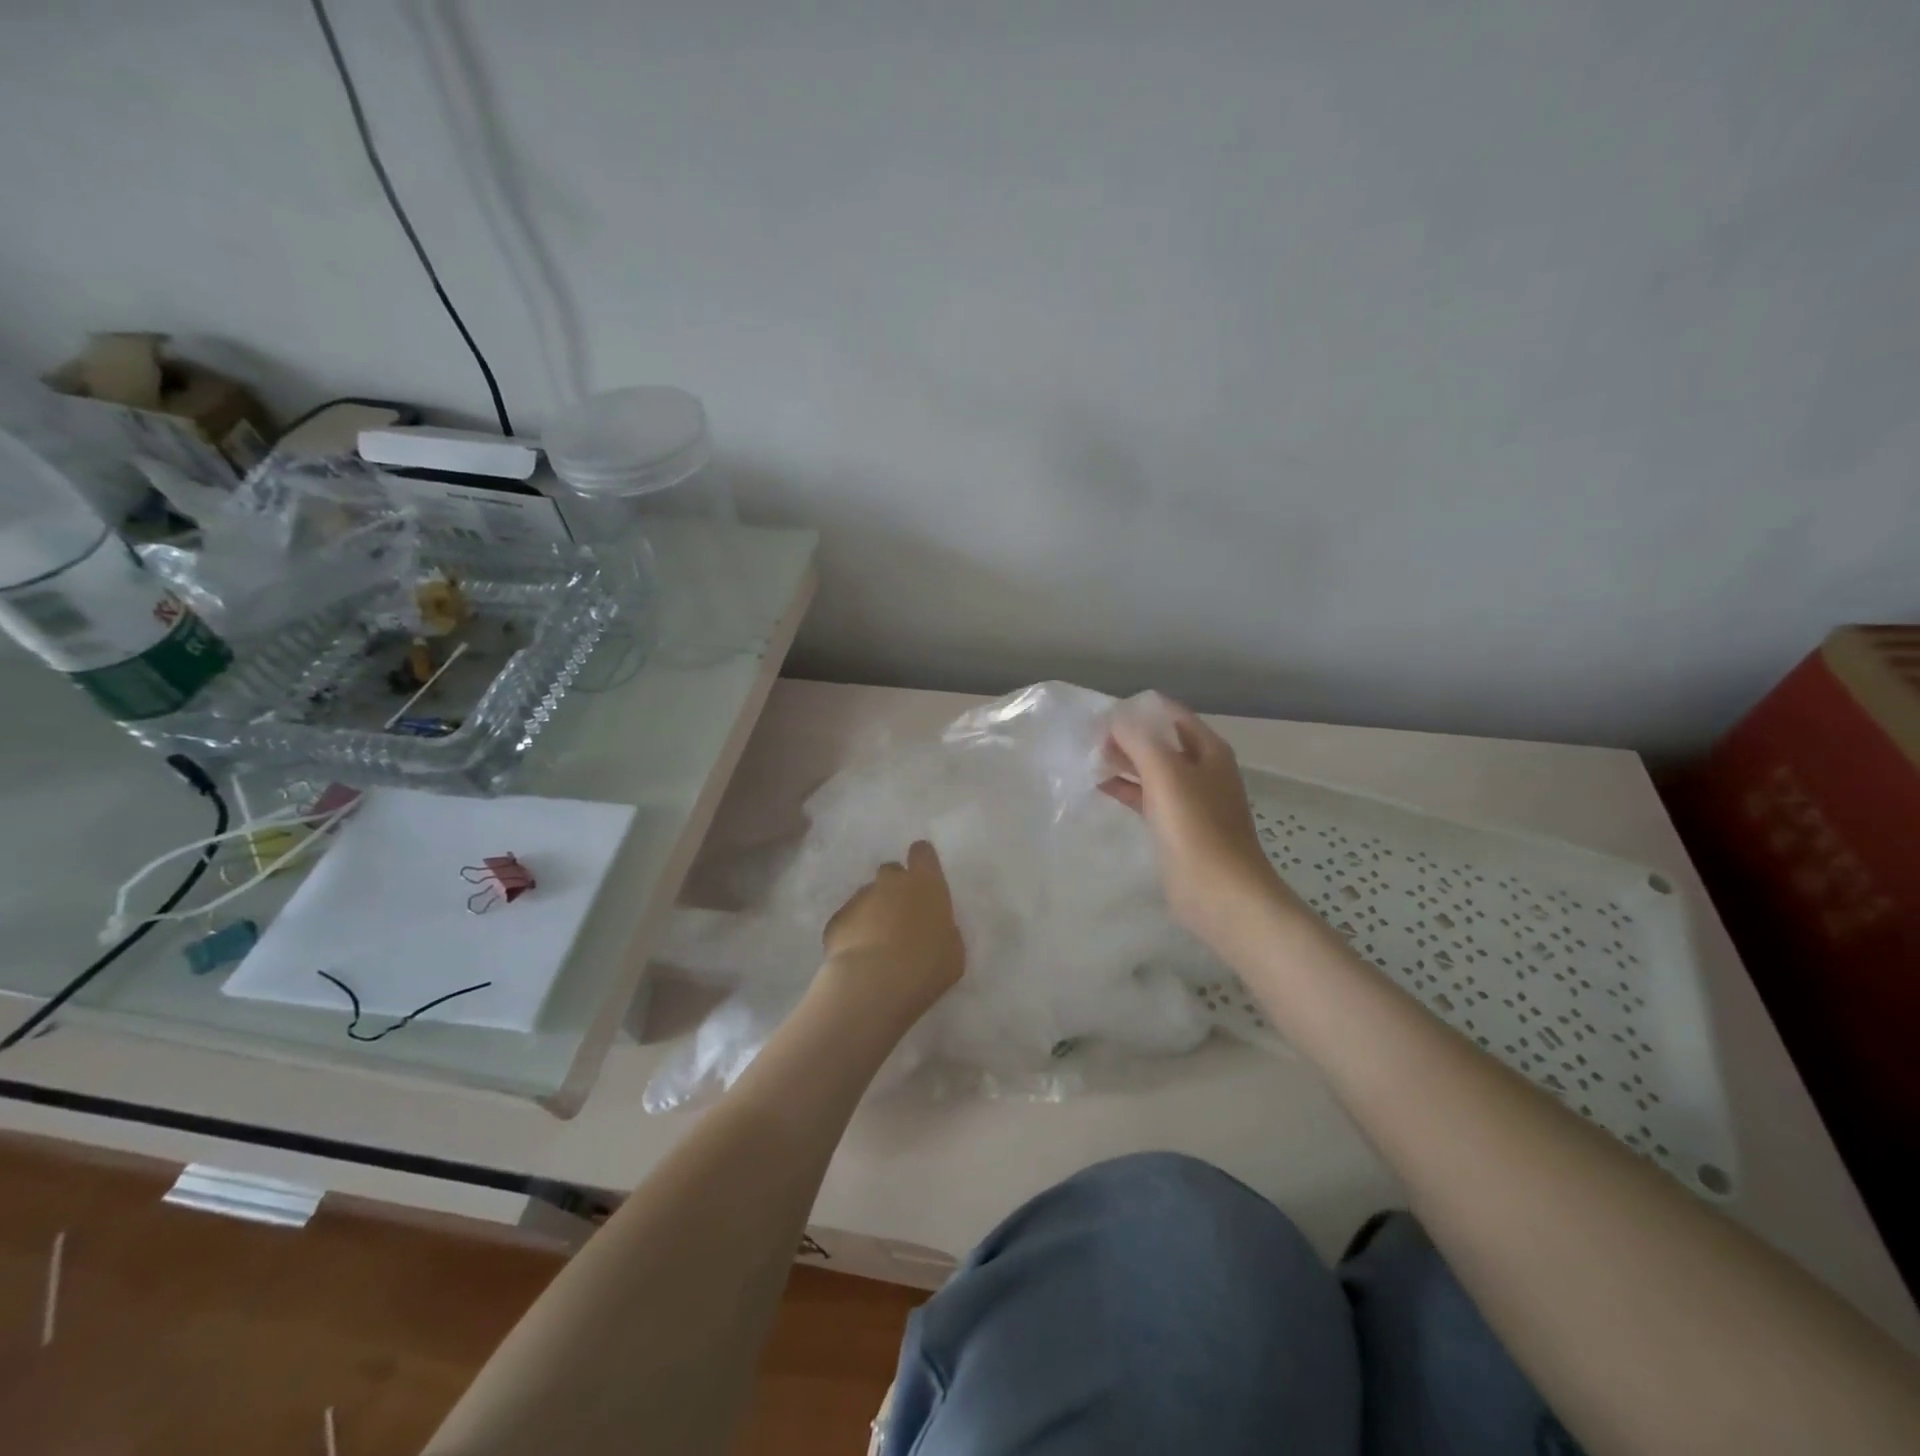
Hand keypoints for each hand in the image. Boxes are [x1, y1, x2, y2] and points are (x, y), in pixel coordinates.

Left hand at [819, 840, 965, 1026]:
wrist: (874, 983)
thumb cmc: (926, 966)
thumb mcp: (953, 951)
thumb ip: (944, 931)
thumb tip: (933, 929)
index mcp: (925, 883)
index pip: (922, 852)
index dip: (922, 862)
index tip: (923, 878)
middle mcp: (890, 882)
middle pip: (892, 872)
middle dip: (895, 889)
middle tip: (902, 918)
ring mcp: (860, 898)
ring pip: (868, 897)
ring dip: (873, 913)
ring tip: (878, 945)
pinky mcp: (836, 919)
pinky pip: (849, 920)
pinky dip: (854, 932)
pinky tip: (859, 957)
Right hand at [1101, 700, 1297, 944]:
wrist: (1220, 893)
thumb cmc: (1195, 827)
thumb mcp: (1165, 773)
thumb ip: (1139, 739)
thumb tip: (1116, 718)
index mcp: (1208, 750)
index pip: (1171, 714)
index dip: (1138, 709)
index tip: (1101, 713)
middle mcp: (1202, 770)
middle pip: (1161, 741)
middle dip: (1127, 736)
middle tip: (1087, 736)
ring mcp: (1191, 801)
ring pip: (1152, 770)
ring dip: (1124, 762)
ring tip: (1087, 758)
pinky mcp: (1177, 828)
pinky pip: (1148, 798)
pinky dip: (1126, 790)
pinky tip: (1100, 787)